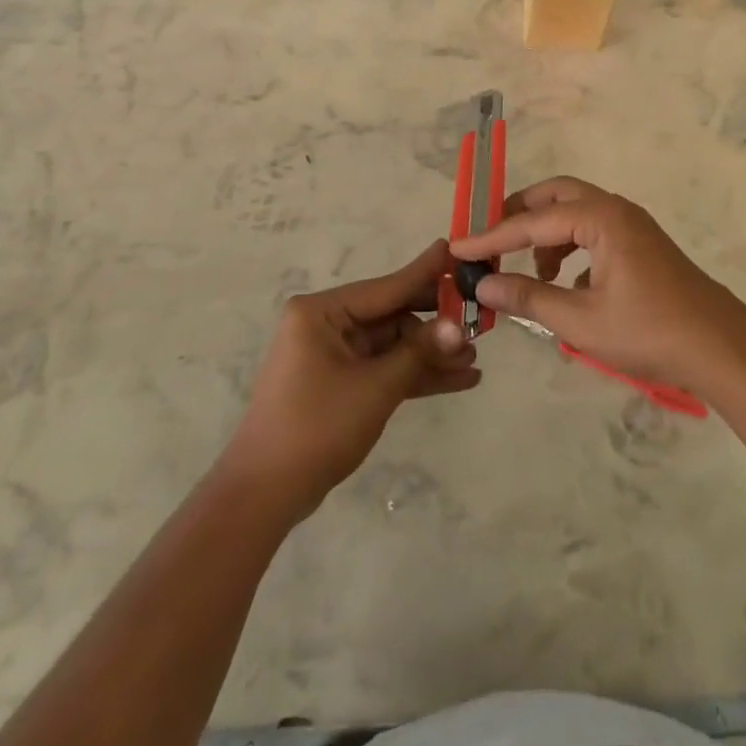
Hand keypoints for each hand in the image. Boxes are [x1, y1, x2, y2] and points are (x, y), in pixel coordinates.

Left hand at [219, 241, 479, 517]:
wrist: (264, 495)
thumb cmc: (316, 427)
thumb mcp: (375, 387)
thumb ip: (418, 352)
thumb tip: (458, 326)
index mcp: (321, 312)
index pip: (386, 287)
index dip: (426, 273)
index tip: (457, 250)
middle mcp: (325, 324)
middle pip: (392, 315)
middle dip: (435, 324)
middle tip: (480, 319)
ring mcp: (332, 355)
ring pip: (392, 345)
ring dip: (429, 354)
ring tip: (474, 360)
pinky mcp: (339, 383)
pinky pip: (383, 368)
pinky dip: (413, 375)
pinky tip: (456, 380)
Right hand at [451, 176, 745, 395]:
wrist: (722, 350)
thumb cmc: (649, 333)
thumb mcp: (580, 321)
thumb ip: (529, 298)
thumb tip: (483, 286)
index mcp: (601, 219)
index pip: (531, 221)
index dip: (491, 237)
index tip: (458, 248)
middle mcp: (616, 210)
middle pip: (555, 196)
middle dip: (519, 214)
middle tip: (489, 239)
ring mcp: (633, 226)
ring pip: (576, 213)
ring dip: (545, 233)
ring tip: (529, 271)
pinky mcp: (642, 246)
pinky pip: (593, 232)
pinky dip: (569, 247)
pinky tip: (564, 283)